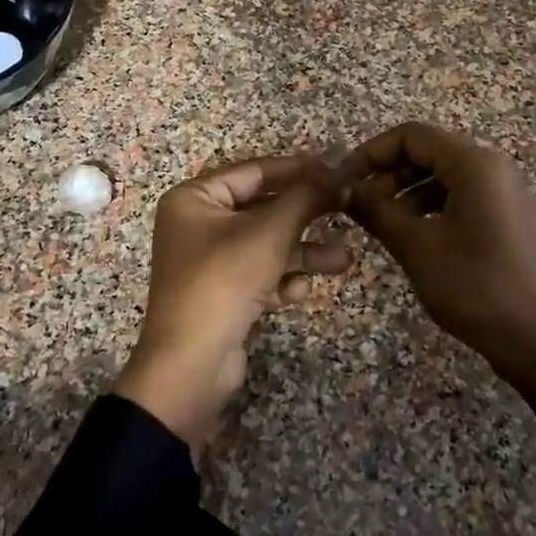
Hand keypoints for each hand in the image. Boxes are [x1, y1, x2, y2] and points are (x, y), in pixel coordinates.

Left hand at [115, 154, 350, 452]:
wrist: (190, 366)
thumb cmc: (224, 281)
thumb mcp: (269, 232)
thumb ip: (306, 198)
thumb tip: (339, 172)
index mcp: (195, 199)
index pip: (254, 171)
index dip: (298, 169)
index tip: (337, 168)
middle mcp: (198, 225)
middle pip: (263, 209)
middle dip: (305, 216)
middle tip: (346, 209)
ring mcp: (209, 262)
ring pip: (266, 245)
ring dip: (304, 252)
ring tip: (344, 260)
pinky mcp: (222, 295)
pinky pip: (260, 275)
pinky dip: (283, 280)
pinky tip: (303, 291)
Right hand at [346, 122, 535, 385]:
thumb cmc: (477, 287)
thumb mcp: (417, 247)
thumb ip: (376, 210)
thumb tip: (343, 187)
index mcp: (474, 164)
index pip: (411, 135)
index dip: (371, 152)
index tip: (344, 182)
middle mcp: (492, 168)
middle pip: (427, 152)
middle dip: (387, 174)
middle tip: (357, 207)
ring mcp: (503, 193)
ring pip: (442, 176)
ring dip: (405, 193)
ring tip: (379, 225)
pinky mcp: (506, 218)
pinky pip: (459, 197)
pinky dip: (429, 209)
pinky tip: (411, 237)